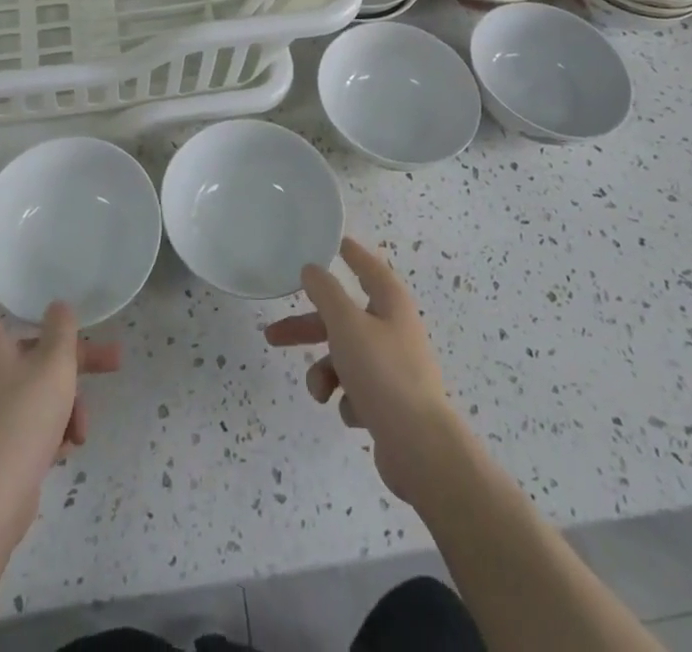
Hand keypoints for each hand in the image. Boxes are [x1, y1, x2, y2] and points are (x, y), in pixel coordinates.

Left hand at [0, 245, 120, 548]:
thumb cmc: (18, 423)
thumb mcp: (53, 368)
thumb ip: (62, 331)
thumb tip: (57, 309)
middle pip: (26, 343)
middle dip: (70, 352)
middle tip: (110, 354)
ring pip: (33, 382)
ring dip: (65, 396)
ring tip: (86, 424)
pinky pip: (27, 414)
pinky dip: (49, 423)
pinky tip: (68, 445)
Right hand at [264, 238, 465, 504]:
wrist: (419, 448)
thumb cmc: (382, 373)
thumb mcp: (346, 325)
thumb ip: (325, 293)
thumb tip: (313, 269)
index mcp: (391, 304)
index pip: (369, 268)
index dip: (352, 255)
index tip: (336, 244)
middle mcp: (394, 331)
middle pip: (344, 319)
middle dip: (308, 328)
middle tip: (273, 335)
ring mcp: (394, 369)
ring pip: (345, 358)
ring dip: (326, 373)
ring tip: (320, 393)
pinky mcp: (391, 404)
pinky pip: (357, 391)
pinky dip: (348, 400)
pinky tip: (354, 414)